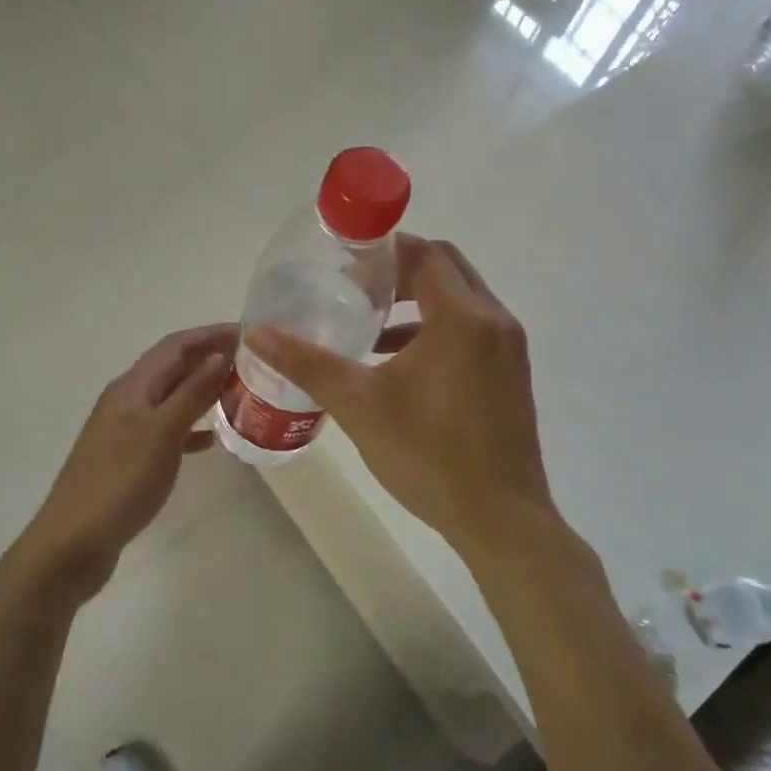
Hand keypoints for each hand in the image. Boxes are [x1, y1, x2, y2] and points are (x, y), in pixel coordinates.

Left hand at [12, 324, 233, 604]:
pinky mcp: (129, 459)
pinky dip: (192, 428)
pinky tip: (213, 440)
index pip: (175, 346)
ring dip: (203, 391)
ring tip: (241, 394)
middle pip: (173, 368)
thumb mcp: (161, 433)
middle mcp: (127, 400)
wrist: (73, 543)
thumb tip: (219, 354)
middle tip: (254, 362)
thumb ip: (191, 393)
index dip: (210, 335)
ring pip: (172, 398)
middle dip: (210, 358)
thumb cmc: (119, 482)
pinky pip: (168, 430)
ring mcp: (126, 430)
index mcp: (131, 387)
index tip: (248, 333)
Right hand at [248, 236, 555, 554]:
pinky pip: (472, 328)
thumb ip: (308, 364)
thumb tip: (258, 334)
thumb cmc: (428, 455)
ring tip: (371, 325)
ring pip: (461, 299)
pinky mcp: (511, 373)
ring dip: (418, 300)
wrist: (500, 519)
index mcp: (462, 318)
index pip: (424, 255)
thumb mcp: (359, 406)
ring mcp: (509, 348)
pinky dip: (436, 328)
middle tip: (356, 286)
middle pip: (446, 268)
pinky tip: (399, 363)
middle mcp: (494, 321)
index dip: (384, 250)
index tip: (345, 261)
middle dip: (401, 270)